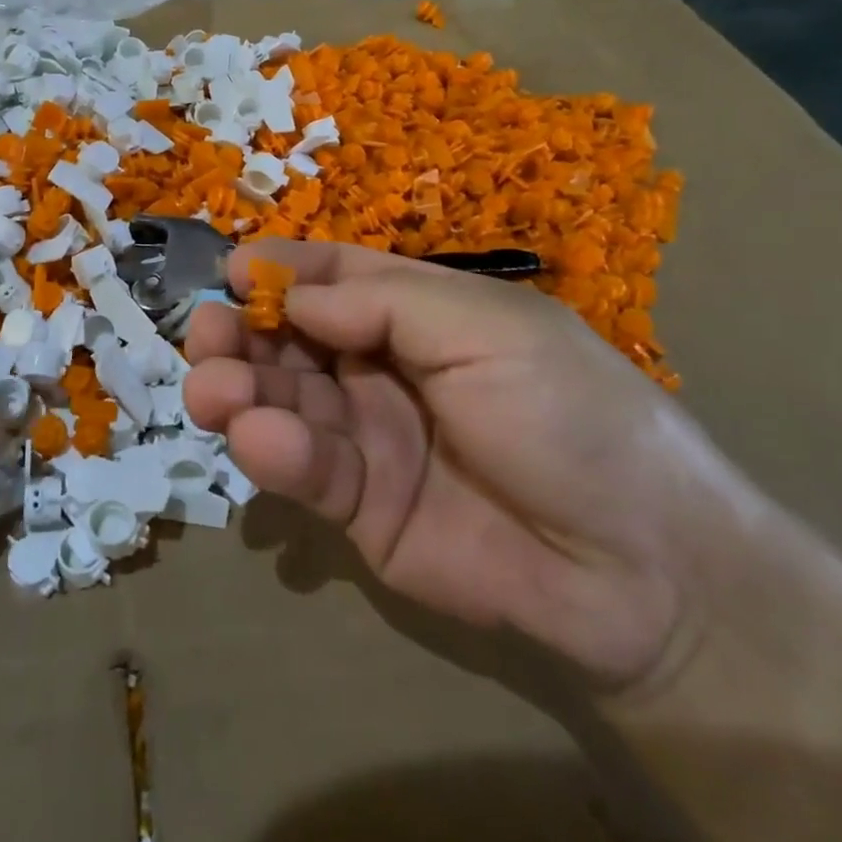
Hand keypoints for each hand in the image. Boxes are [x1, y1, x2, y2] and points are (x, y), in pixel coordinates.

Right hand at [183, 241, 764, 690]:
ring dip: (240, 389)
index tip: (233, 270)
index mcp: (422, 314)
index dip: (285, 270)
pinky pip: (304, 469)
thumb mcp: (489, 329)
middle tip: (203, 334)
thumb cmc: (570, 416)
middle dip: (244, 331)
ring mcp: (367, 438)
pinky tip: (257, 439)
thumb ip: (384, 302)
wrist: (638, 572)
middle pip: (294, 338)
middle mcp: (384, 369)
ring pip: (283, 401)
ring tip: (210, 390)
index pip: (337, 278)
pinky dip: (273, 452)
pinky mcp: (357, 506)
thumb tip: (290, 290)